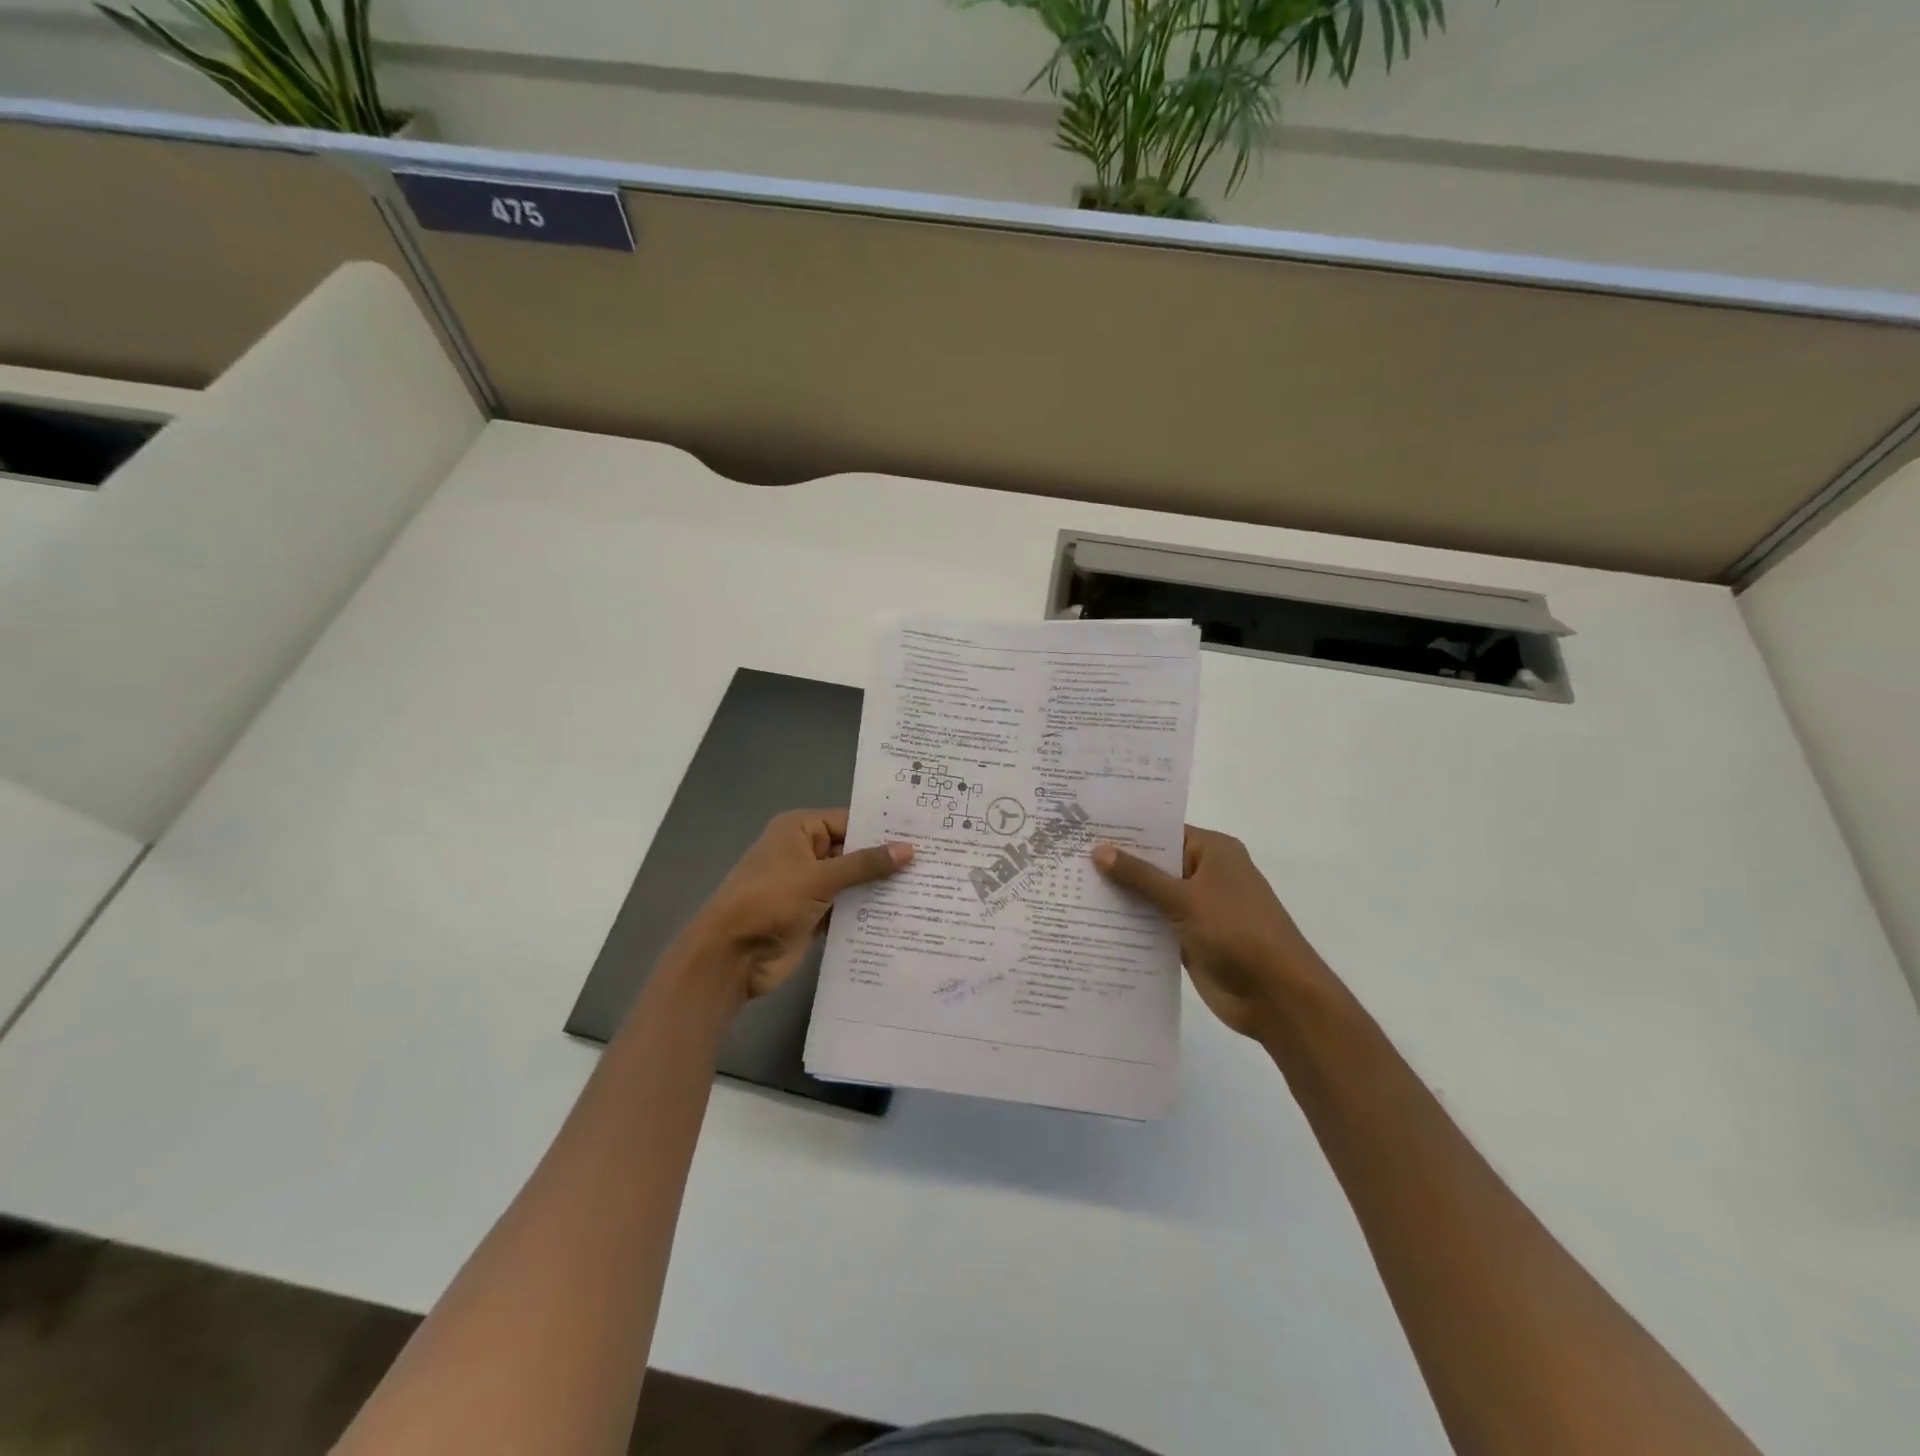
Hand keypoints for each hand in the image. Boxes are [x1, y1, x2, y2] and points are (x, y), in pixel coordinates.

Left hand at [671, 809, 911, 1001]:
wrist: (731, 956)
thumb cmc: (770, 901)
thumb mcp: (819, 877)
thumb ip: (865, 864)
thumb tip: (909, 850)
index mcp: (800, 830)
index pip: (850, 821)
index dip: (884, 828)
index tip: (924, 833)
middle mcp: (805, 852)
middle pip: (854, 851)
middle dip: (887, 859)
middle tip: (936, 860)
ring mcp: (809, 886)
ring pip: (853, 881)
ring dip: (880, 887)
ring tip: (928, 887)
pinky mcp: (814, 916)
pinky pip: (847, 907)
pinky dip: (868, 911)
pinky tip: (903, 914)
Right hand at [1092, 827, 1331, 1039]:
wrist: (1277, 996)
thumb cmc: (1237, 932)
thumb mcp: (1185, 899)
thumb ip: (1140, 876)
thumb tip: (1099, 849)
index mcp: (1213, 852)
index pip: (1163, 831)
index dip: (1126, 831)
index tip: (1084, 827)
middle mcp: (1205, 874)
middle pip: (1154, 863)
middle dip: (1117, 864)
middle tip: (1067, 856)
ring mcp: (1198, 908)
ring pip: (1151, 896)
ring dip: (1120, 896)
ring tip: (1069, 887)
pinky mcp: (1190, 939)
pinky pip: (1154, 924)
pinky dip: (1131, 924)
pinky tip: (1092, 923)